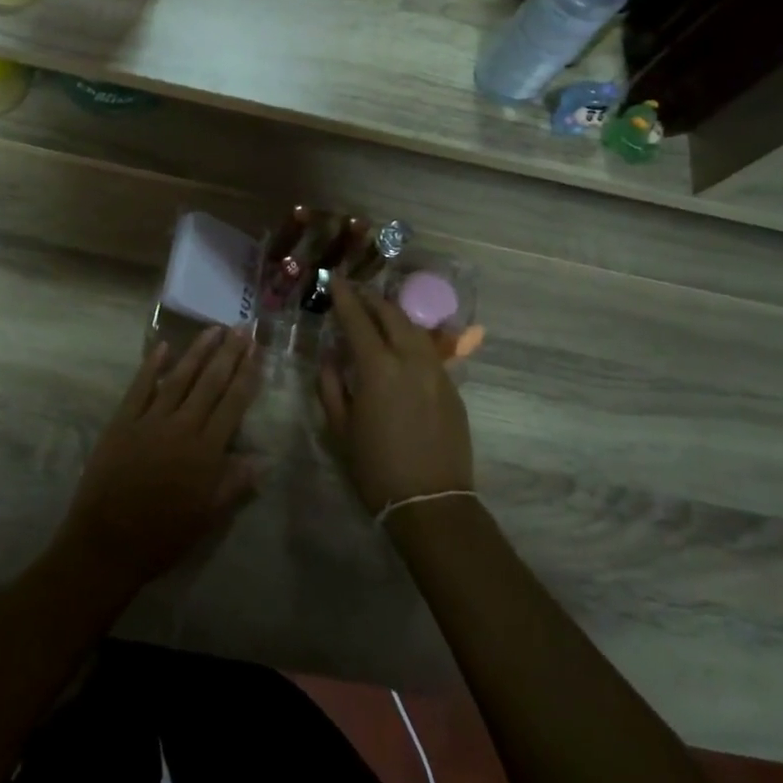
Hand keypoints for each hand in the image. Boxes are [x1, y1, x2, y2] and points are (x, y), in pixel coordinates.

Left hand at [56, 328, 262, 592]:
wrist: (106, 544)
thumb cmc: (163, 536)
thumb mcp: (207, 517)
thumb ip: (234, 484)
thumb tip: (263, 459)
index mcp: (206, 452)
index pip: (233, 403)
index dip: (247, 375)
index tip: (256, 350)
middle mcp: (182, 427)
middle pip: (210, 383)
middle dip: (228, 354)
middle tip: (241, 328)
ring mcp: (150, 421)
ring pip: (179, 378)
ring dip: (197, 351)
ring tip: (213, 329)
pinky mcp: (122, 422)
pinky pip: (140, 388)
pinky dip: (151, 366)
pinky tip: (163, 347)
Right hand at [318, 278, 473, 514]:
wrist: (432, 503)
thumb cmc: (376, 468)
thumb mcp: (340, 429)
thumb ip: (331, 386)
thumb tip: (330, 359)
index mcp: (378, 368)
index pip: (358, 319)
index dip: (344, 297)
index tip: (335, 279)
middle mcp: (410, 359)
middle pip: (392, 314)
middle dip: (372, 299)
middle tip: (356, 293)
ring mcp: (436, 371)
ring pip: (414, 329)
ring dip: (394, 315)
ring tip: (378, 314)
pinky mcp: (452, 387)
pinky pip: (428, 350)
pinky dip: (410, 338)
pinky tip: (401, 346)